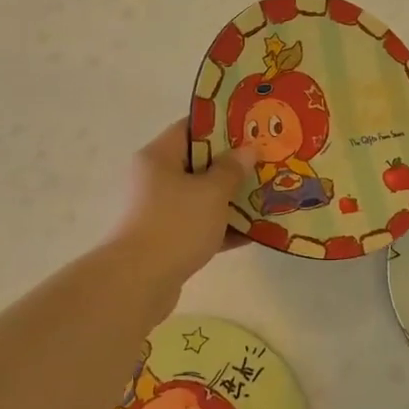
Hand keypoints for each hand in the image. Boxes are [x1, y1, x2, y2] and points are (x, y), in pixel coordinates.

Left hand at [109, 121, 256, 288]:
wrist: (138, 283)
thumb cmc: (176, 224)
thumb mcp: (212, 192)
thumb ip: (232, 169)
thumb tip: (247, 150)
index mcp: (159, 157)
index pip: (191, 128)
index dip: (222, 125)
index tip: (252, 129)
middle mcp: (156, 179)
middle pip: (199, 164)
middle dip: (234, 165)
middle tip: (267, 163)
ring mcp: (160, 212)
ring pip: (202, 197)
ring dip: (233, 199)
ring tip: (269, 196)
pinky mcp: (168, 241)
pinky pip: (202, 226)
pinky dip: (225, 228)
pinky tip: (256, 233)